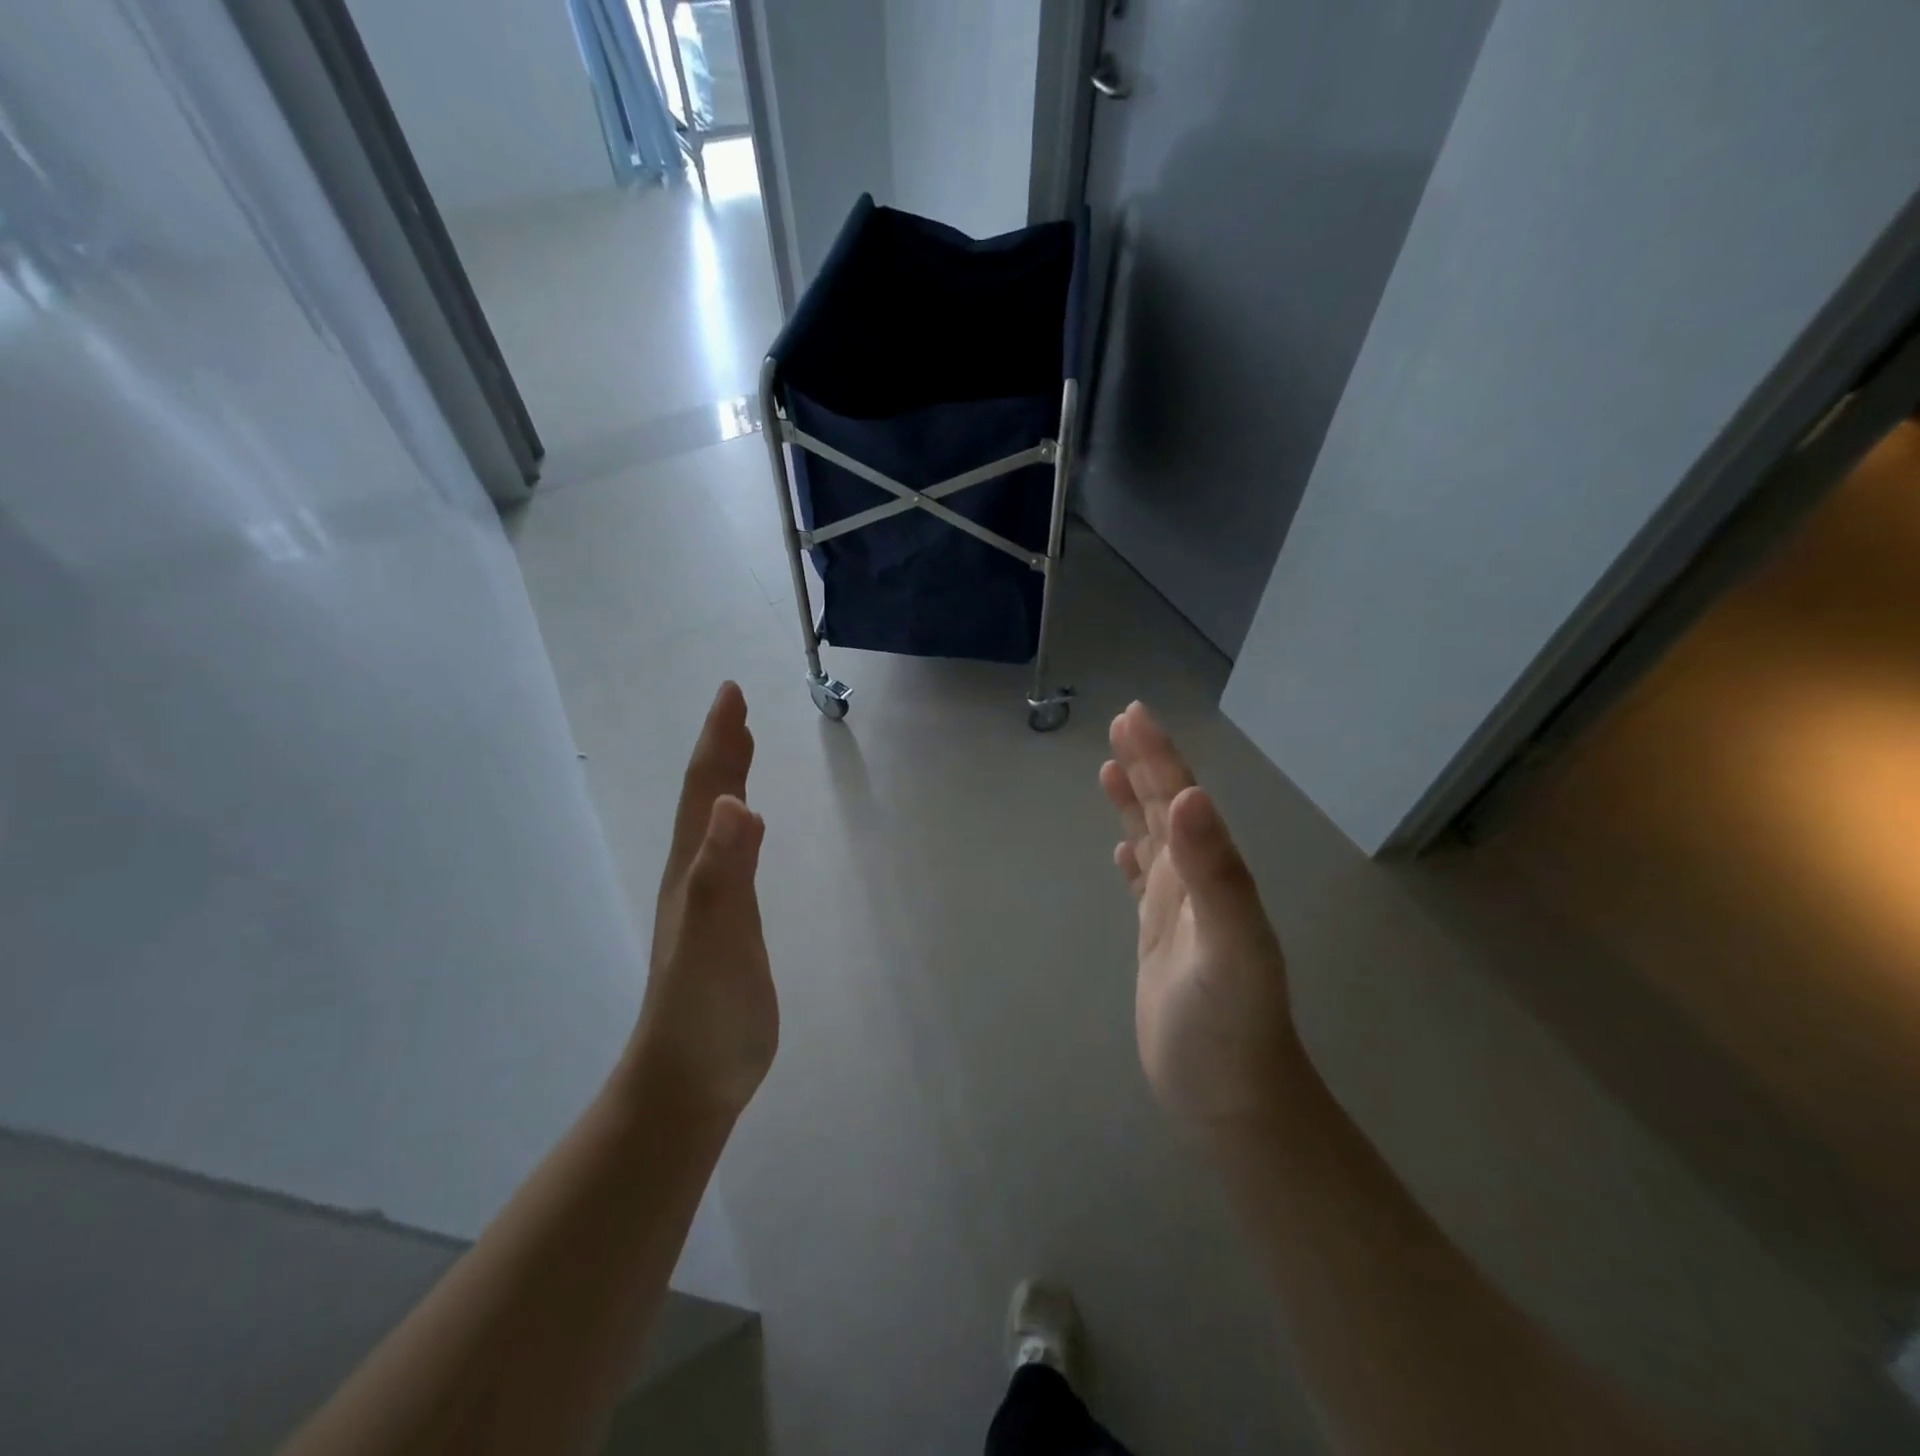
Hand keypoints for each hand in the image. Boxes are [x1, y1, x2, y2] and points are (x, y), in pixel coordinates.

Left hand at [622, 682, 777, 1122]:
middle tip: (736, 707)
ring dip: (730, 781)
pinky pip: (735, 856)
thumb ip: (723, 872)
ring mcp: (712, 901)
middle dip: (723, 749)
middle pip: (709, 799)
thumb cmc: (702, 1010)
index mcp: (693, 870)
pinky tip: (752, 829)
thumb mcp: (714, 937)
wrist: (690, 1082)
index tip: (730, 692)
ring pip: (719, 825)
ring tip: (743, 750)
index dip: (719, 740)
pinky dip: (743, 826)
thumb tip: (737, 801)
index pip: (707, 791)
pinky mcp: (730, 925)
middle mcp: (697, 876)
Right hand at [1100, 702, 1295, 1133]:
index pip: (1183, 800)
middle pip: (1169, 810)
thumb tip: (1191, 798)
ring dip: (1136, 803)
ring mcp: (1178, 912)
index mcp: (1212, 874)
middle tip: (1119, 723)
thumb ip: (1215, 873)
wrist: (1231, 1097)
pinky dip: (1132, 859)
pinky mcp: (1158, 940)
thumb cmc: (1230, 1024)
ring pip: (1154, 840)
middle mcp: (1197, 882)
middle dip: (1145, 765)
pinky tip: (1123, 849)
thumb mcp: (1230, 947)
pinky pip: (1142, 884)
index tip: (1132, 716)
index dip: (1159, 757)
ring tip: (1109, 768)